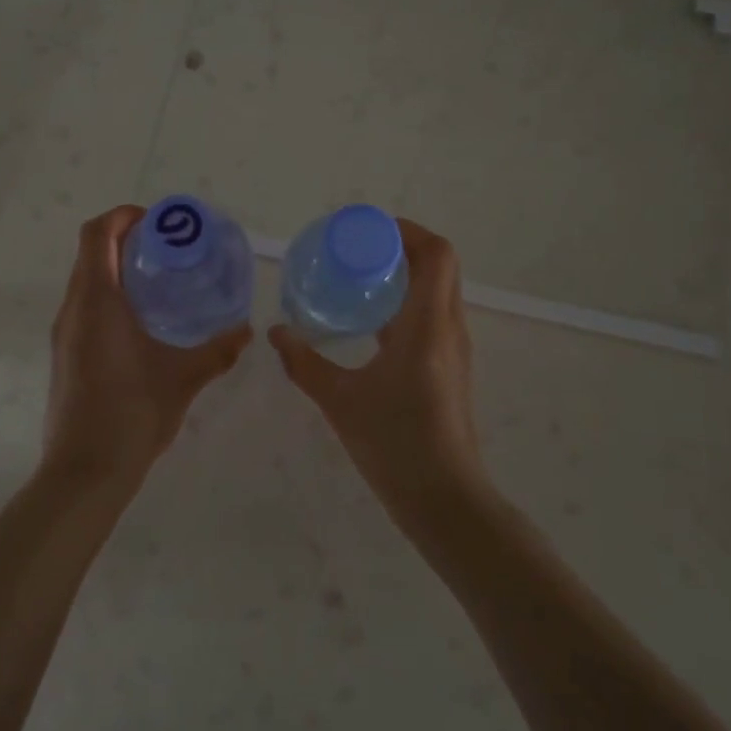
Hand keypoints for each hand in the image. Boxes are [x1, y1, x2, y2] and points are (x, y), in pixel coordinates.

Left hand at [44, 206, 250, 486]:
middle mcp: (73, 309)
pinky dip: (110, 295)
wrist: (86, 471)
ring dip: (117, 268)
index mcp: (97, 302)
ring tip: (161, 280)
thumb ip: (217, 350)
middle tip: (169, 249)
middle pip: (90, 252)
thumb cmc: (133, 414)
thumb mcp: (184, 378)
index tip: (159, 223)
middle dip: (126, 239)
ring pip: (86, 280)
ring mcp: (65, 333)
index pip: (97, 234)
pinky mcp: (66, 354)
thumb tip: (246, 330)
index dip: (124, 216)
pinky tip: (144, 320)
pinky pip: (85, 306)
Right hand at [269, 218, 486, 524]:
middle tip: (355, 251)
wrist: (444, 499)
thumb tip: (276, 333)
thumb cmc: (395, 444)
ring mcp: (453, 348)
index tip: (367, 231)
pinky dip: (406, 303)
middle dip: (400, 248)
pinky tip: (369, 323)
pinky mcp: (449, 367)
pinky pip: (432, 315)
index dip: (407, 231)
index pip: (437, 254)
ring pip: (437, 290)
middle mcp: (449, 328)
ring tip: (358, 278)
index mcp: (428, 324)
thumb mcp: (340, 400)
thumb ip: (304, 363)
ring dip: (404, 274)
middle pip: (438, 266)